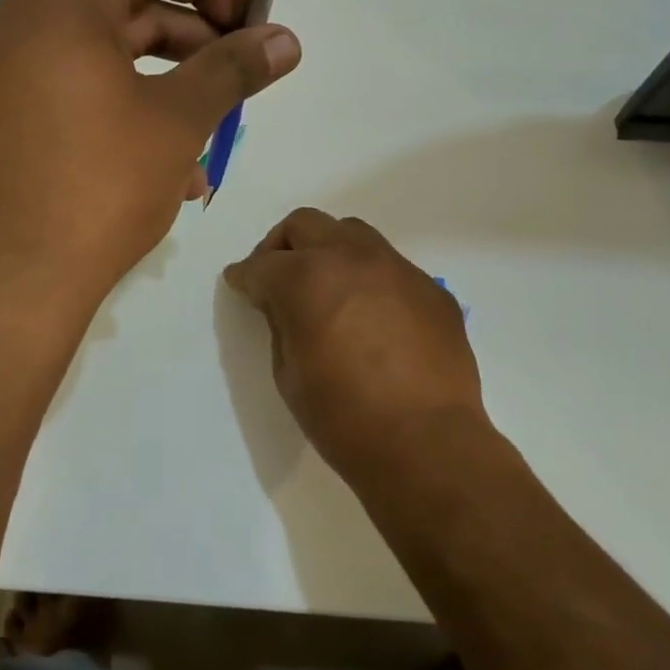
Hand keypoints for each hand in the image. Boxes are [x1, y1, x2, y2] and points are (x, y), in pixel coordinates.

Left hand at [0, 0, 300, 313]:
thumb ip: (233, 68)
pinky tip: (164, 169)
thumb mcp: (177, 120)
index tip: (245, 24)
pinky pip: (68, 94)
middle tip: (236, 77)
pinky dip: (119, 112)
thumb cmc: (97, 185)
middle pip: (122, 4)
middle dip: (190, 40)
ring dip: (161, 86)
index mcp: (58, 0)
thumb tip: (286, 40)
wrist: (3, 282)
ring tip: (209, 137)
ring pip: (98, 57)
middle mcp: (16, 21)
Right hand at [223, 208, 488, 484]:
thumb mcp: (289, 373)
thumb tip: (281, 303)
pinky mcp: (430, 289)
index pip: (262, 264)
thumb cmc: (343, 417)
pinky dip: (369, 279)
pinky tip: (372, 316)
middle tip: (276, 275)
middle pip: (305, 224)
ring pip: (352, 234)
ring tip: (326, 287)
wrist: (426, 444)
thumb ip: (280, 324)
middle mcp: (351, 258)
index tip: (239, 283)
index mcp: (307, 278)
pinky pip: (391, 267)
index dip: (244, 275)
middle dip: (281, 246)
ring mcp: (397, 268)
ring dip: (329, 251)